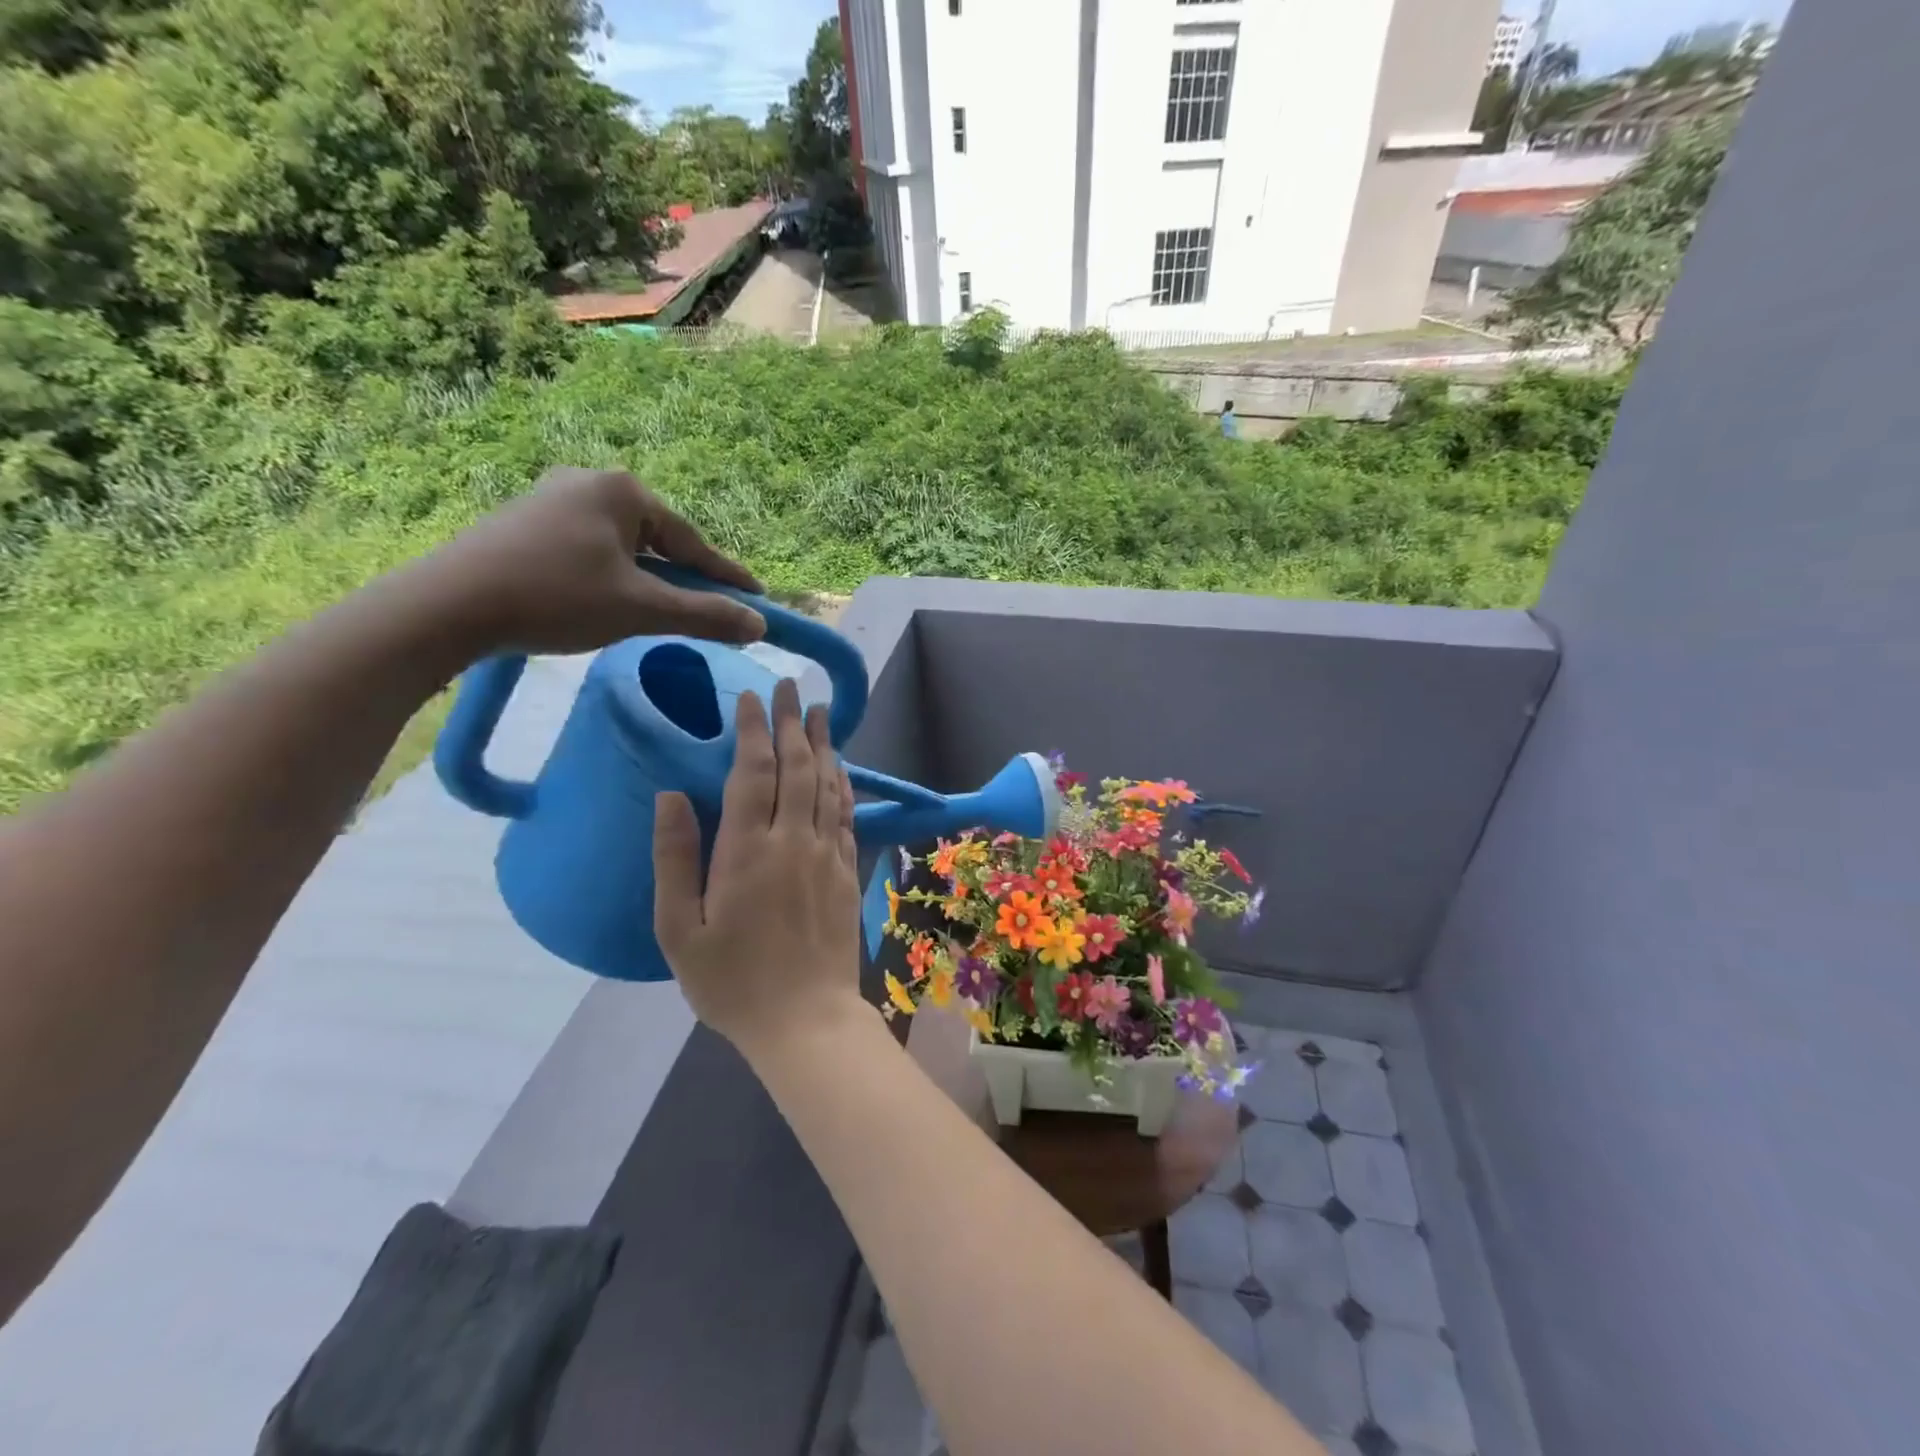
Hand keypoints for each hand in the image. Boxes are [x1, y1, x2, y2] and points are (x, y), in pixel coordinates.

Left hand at [418, 467, 765, 655]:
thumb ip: (705, 615)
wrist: (448, 606)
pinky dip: (613, 576)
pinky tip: (609, 600)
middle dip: (685, 577)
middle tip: (710, 609)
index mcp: (623, 490)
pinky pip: (591, 549)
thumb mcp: (641, 610)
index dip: (727, 576)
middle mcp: (589, 481)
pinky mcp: (525, 522)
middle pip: (658, 540)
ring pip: (623, 546)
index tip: (758, 599)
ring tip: (661, 610)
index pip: (692, 542)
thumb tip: (759, 625)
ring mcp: (552, 498)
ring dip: (648, 579)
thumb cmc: (557, 598)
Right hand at [653, 679, 863, 1051]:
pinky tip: (840, 768)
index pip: (753, 771)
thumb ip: (674, 859)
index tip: (752, 696)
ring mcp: (827, 855)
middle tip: (790, 686)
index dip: (753, 729)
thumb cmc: (732, 982)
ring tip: (820, 712)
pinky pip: (845, 815)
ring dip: (823, 744)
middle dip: (792, 722)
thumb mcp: (680, 930)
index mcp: (747, 850)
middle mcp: (793, 840)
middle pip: (797, 767)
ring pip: (827, 784)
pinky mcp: (847, 872)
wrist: (805, 1020)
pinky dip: (842, 784)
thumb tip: (670, 796)